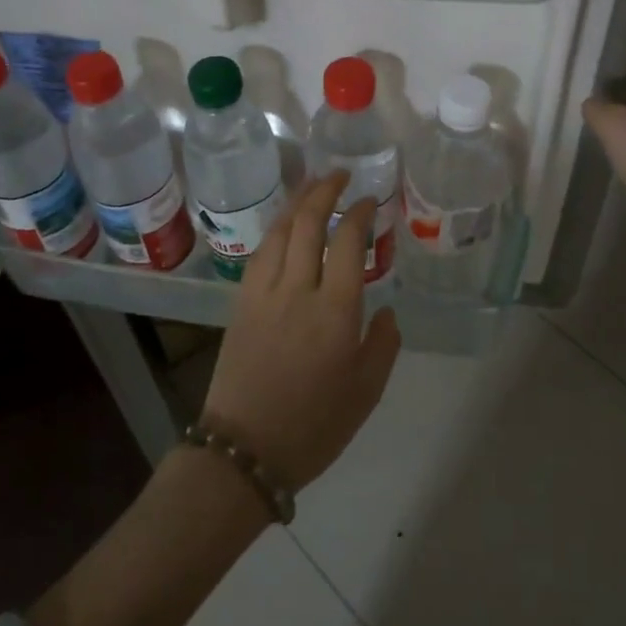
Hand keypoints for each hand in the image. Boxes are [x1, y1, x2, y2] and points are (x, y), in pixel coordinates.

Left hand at [201, 173, 401, 490]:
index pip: (348, 242)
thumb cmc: (314, 426)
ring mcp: (263, 293)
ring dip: (297, 201)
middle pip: (309, 223)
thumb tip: (384, 310)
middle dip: (326, 191)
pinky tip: (285, 226)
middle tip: (341, 175)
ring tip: (313, 186)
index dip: (360, 213)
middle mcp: (297, 290)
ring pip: (280, 231)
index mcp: (335, 311)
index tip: (371, 200)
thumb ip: (382, 344)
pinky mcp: (241, 303)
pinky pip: (260, 252)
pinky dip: (276, 229)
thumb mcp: (366, 392)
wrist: (244, 450)